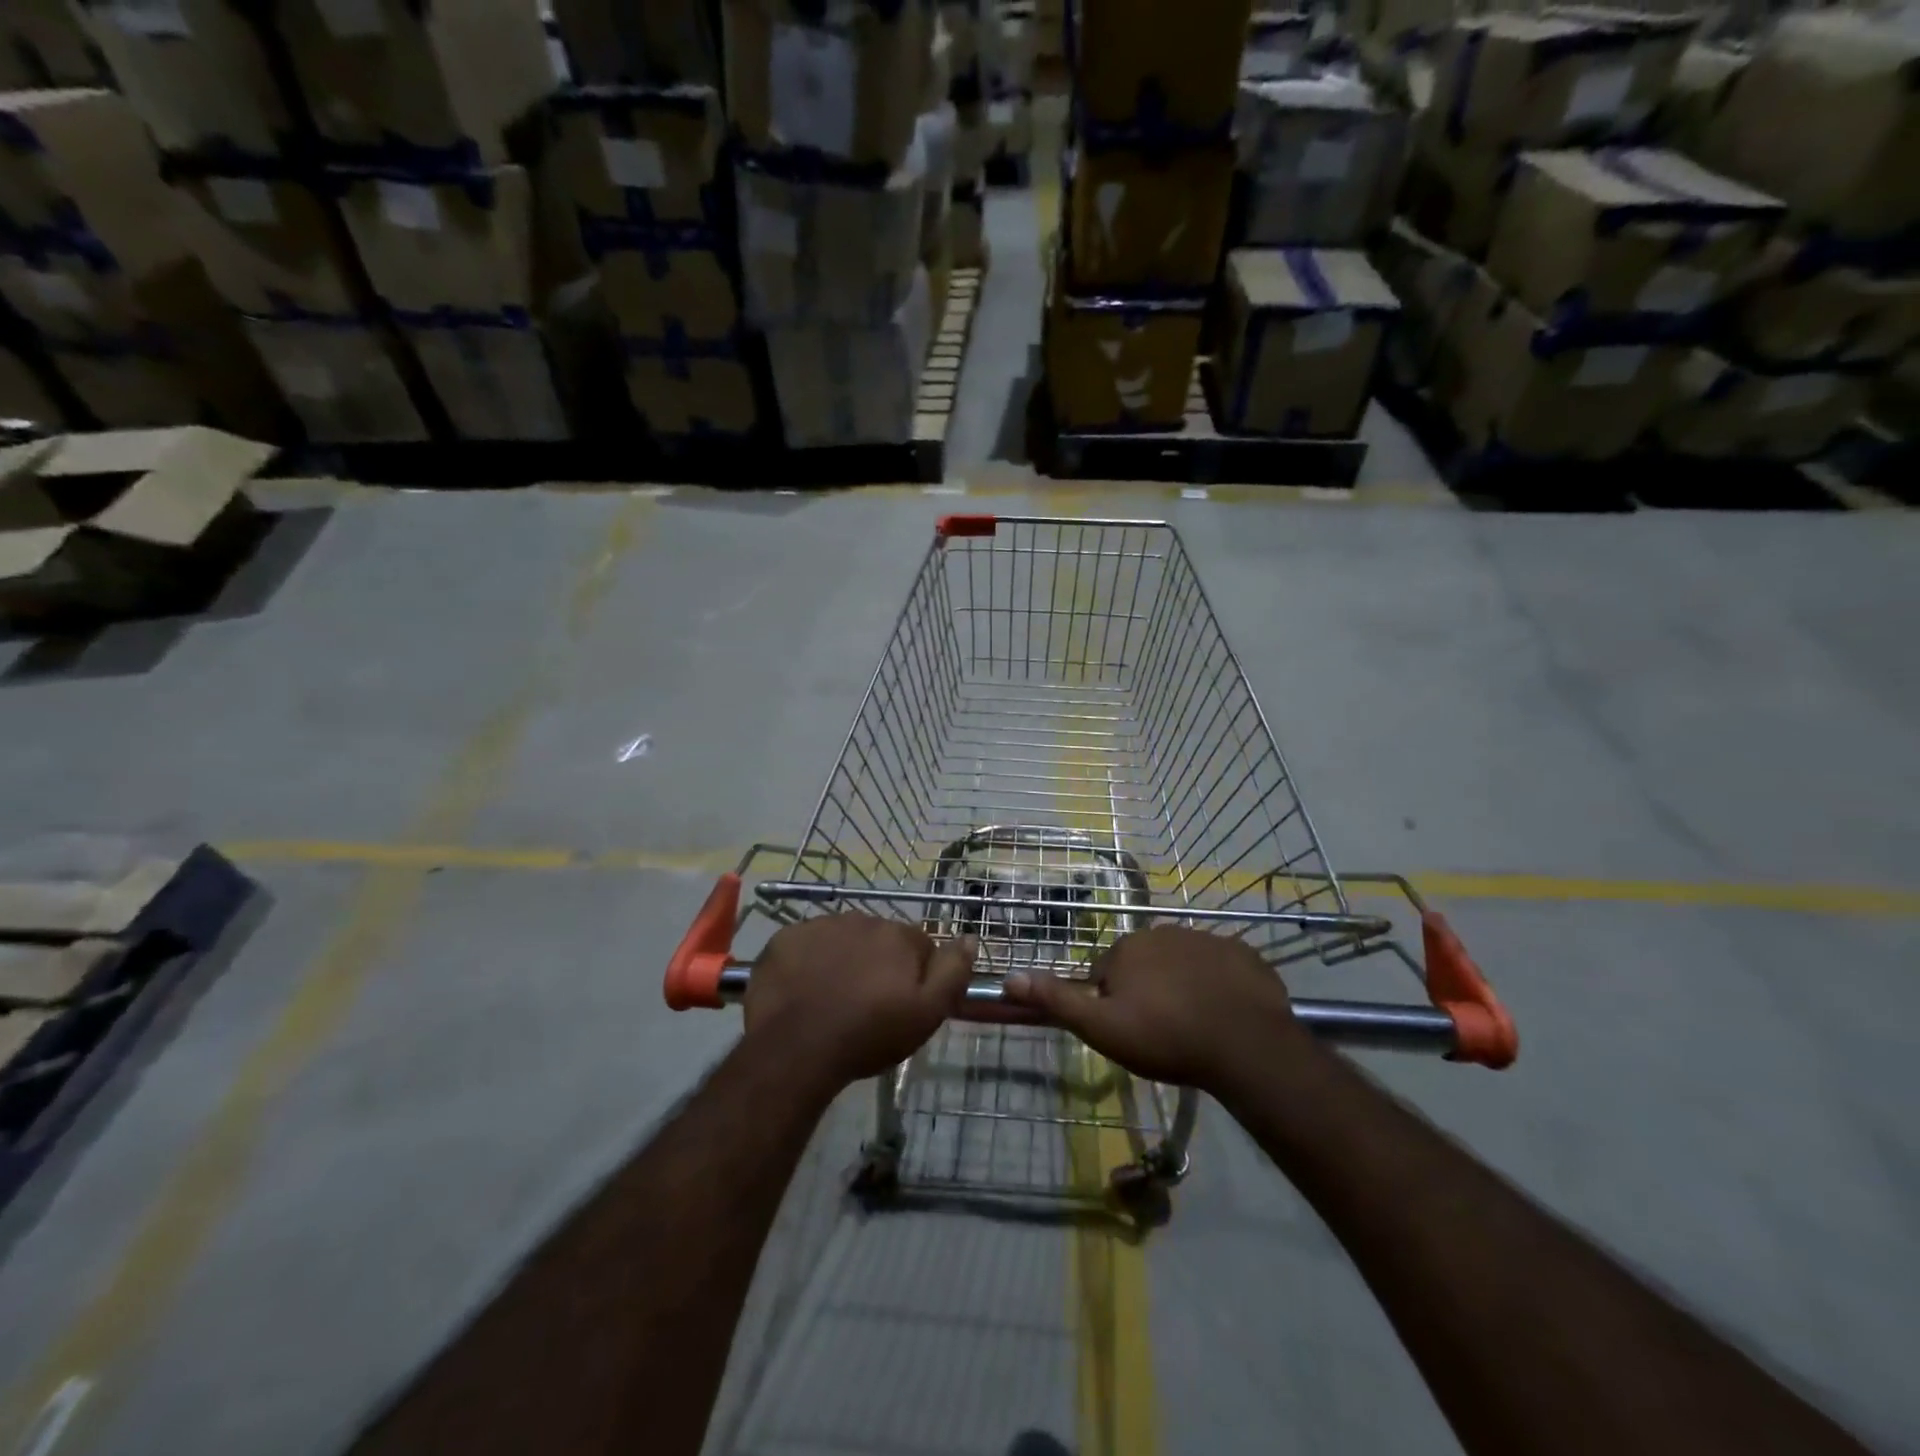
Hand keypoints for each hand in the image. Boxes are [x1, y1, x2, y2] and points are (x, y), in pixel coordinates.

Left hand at [744, 915, 975, 1086]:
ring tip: (832, 1000)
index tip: (901, 1004)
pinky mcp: (785, 938)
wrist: (796, 1048)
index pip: (918, 947)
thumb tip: (970, 937)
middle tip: (866, 1005)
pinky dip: (808, 962)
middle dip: (877, 964)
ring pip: (842, 940)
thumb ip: (953, 972)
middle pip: (879, 940)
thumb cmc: (868, 1035)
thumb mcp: (927, 1013)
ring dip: (843, 960)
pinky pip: (805, 945)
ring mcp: (820, 925)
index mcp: (898, 936)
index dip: (914, 976)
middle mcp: (862, 919)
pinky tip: (803, 991)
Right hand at [1003, 925, 1303, 1092]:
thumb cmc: (1165, 1037)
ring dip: (1183, 986)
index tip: (1130, 1030)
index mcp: (1128, 947)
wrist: (1245, 1045)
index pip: (1108, 971)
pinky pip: (1222, 968)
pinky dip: (1219, 986)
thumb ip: (1058, 1000)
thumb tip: (1010, 977)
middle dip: (1148, 989)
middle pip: (1146, 963)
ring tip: (1195, 1026)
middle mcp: (1164, 932)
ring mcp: (1208, 940)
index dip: (1114, 1002)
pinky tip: (1226, 1014)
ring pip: (1183, 964)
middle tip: (1161, 1031)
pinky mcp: (1244, 955)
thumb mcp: (1102, 1027)